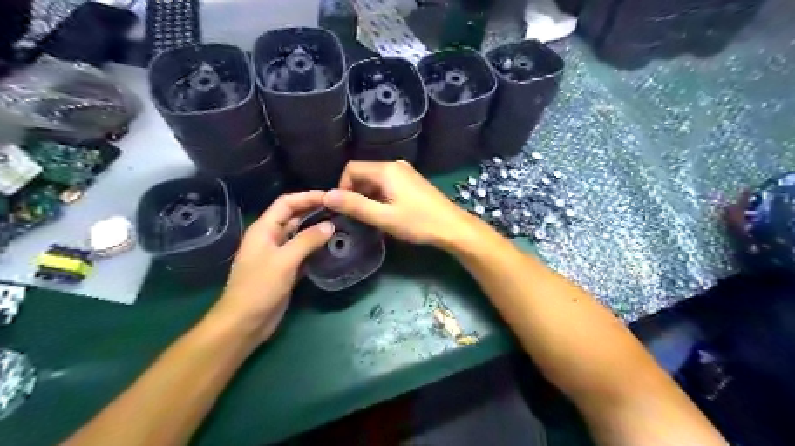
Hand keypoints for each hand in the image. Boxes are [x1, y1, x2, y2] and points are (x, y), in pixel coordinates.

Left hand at [207, 191, 332, 344]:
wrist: (245, 323)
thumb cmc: (259, 288)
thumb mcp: (284, 261)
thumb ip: (307, 240)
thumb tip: (330, 225)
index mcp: (264, 229)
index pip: (286, 203)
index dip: (307, 197)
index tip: (331, 197)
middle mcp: (271, 238)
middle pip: (294, 217)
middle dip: (314, 211)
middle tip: (340, 210)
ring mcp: (278, 254)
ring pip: (300, 235)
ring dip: (317, 230)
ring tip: (341, 226)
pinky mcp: (286, 269)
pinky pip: (303, 252)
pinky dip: (316, 247)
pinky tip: (332, 247)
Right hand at [321, 160, 476, 247]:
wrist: (452, 227)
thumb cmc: (418, 222)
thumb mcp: (383, 217)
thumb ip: (355, 206)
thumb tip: (326, 196)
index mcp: (386, 170)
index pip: (351, 169)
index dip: (342, 187)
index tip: (346, 209)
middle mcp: (395, 165)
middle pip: (363, 173)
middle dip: (355, 192)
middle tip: (358, 216)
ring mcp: (405, 172)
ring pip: (375, 179)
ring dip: (368, 195)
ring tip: (372, 217)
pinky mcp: (412, 181)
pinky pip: (387, 183)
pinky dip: (380, 195)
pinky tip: (386, 212)